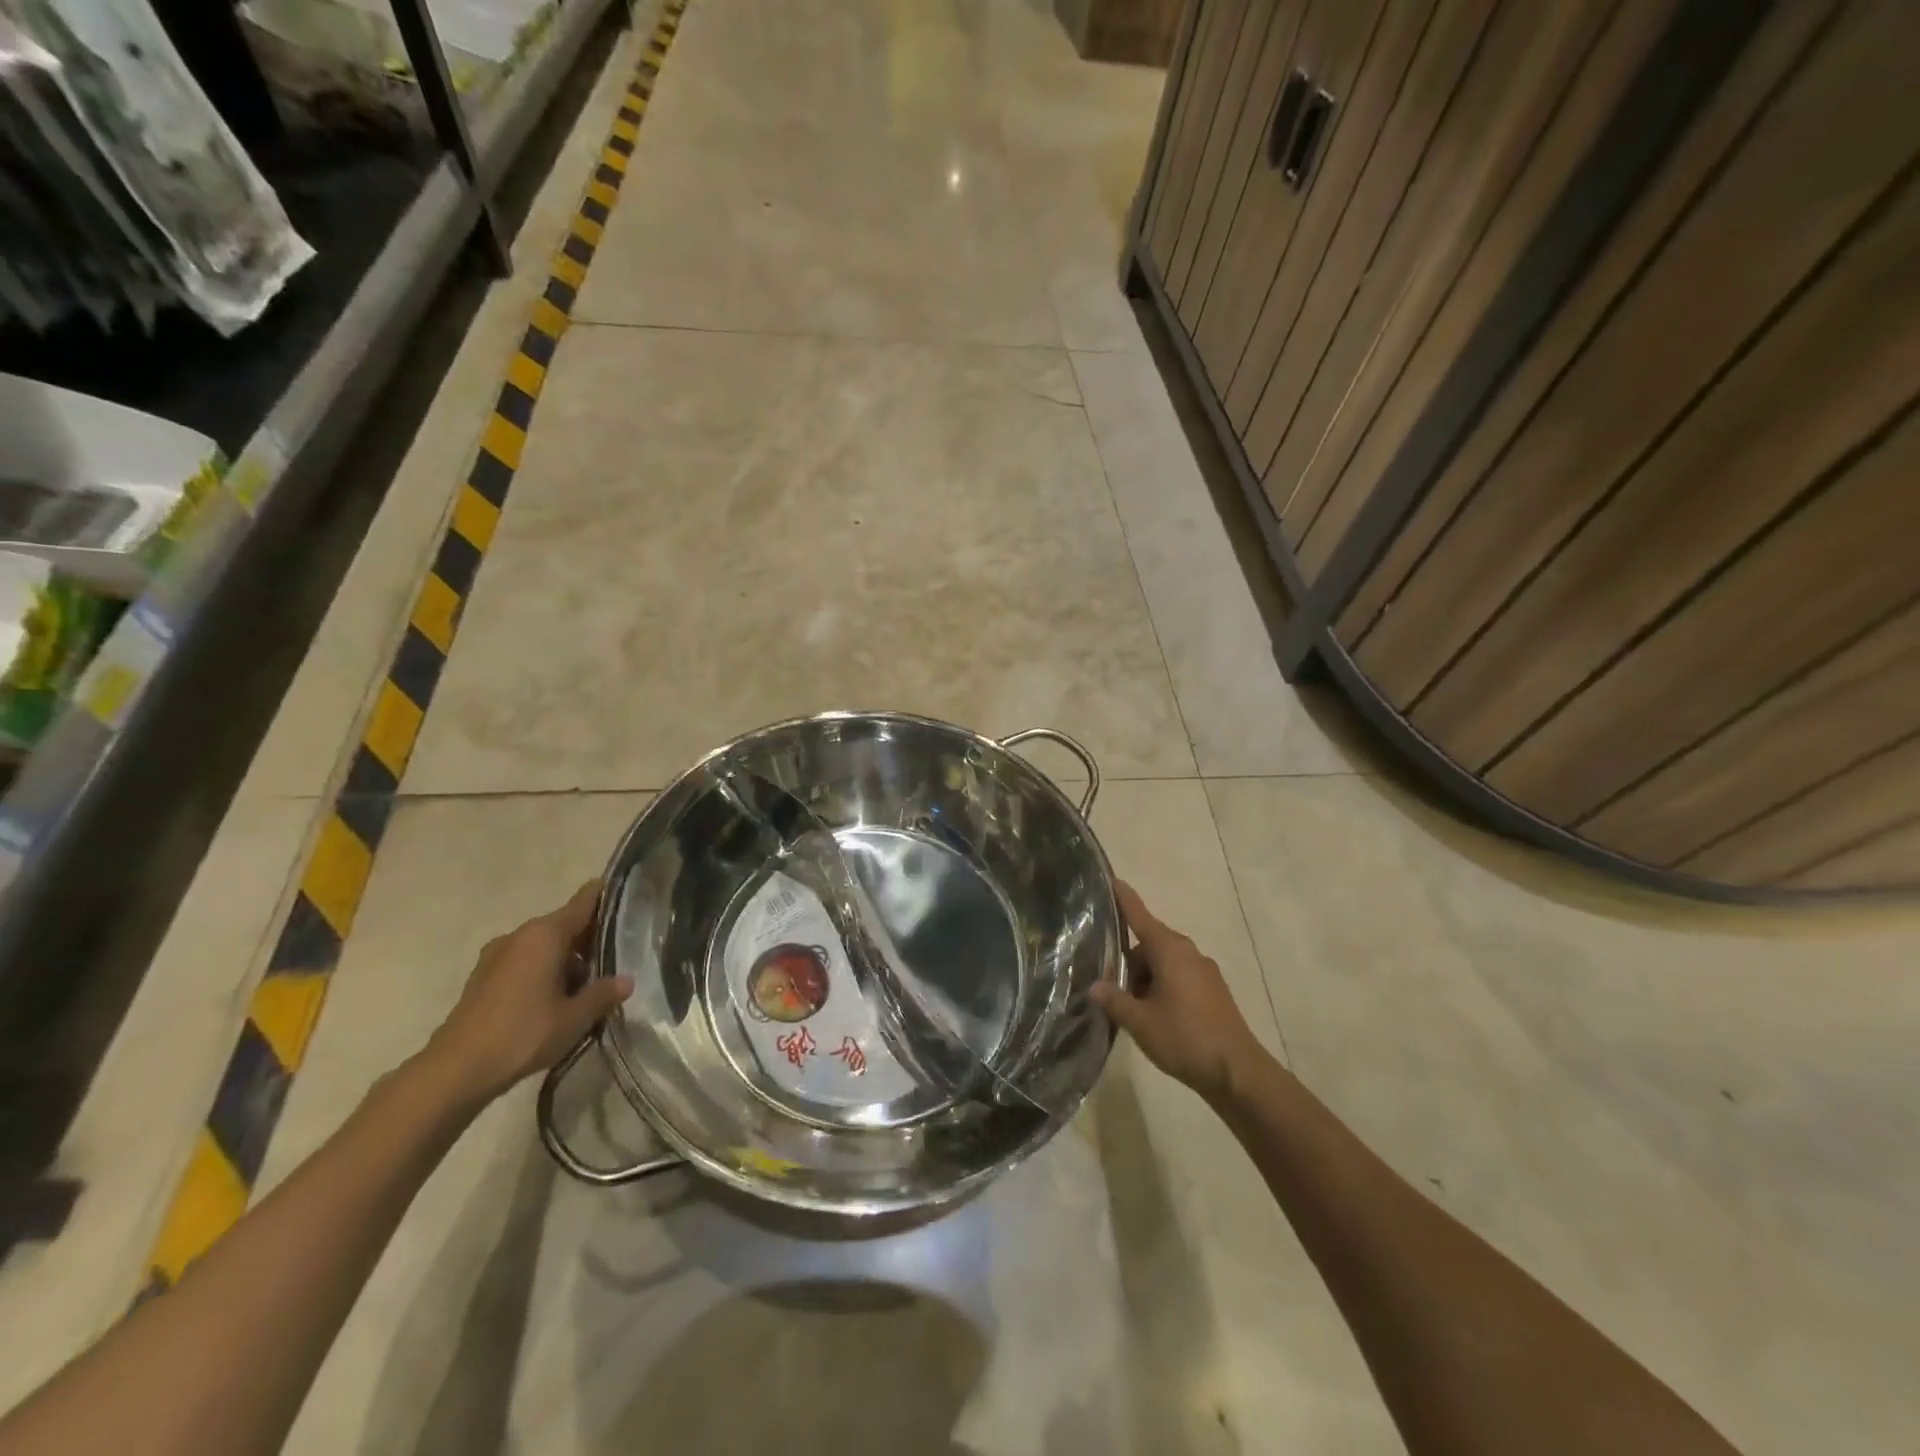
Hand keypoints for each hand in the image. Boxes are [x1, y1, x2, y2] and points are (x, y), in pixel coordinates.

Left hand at [423, 882, 633, 1104]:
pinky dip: (545, 970)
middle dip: (592, 936)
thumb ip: (604, 993)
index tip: (632, 901)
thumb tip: (626, 980)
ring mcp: (497, 955)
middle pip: (565, 923)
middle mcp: (520, 935)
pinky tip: (557, 998)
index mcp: (545, 934)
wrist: (455, 1071)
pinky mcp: (484, 977)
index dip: (609, 896)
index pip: (585, 900)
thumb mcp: (575, 1017)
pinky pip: (526, 961)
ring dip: (568, 957)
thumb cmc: (523, 1034)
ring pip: (545, 944)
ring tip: (591, 983)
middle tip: (620, 954)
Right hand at [1092, 880, 1264, 1103]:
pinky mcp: (1213, 991)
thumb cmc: (1185, 1037)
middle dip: (1129, 962)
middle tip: (1110, 987)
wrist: (1238, 1072)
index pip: (1140, 916)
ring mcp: (1204, 972)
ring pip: (1164, 963)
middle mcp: (1188, 953)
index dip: (1124, 898)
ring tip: (1132, 1010)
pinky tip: (1155, 1017)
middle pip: (1149, 945)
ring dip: (1146, 979)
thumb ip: (1115, 1001)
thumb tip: (1095, 986)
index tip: (1112, 879)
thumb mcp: (1140, 1022)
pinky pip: (1180, 977)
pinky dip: (1163, 988)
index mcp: (1169, 950)